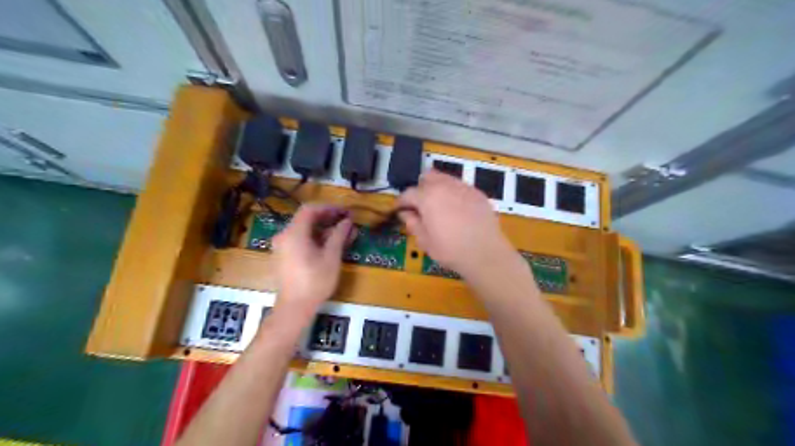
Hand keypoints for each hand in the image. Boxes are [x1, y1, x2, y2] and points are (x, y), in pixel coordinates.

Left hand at [271, 204, 351, 315]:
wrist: (294, 308)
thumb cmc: (315, 281)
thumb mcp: (331, 257)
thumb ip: (339, 235)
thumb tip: (347, 221)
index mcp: (294, 233)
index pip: (310, 209)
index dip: (329, 208)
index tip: (345, 212)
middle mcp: (284, 235)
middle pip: (306, 219)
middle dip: (328, 218)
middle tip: (347, 221)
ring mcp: (282, 247)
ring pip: (304, 230)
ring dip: (324, 229)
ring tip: (343, 234)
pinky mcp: (284, 256)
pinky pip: (300, 240)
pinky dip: (315, 238)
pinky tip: (331, 245)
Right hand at [397, 170, 514, 278]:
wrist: (485, 253)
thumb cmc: (450, 250)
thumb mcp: (425, 241)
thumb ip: (412, 223)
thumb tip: (405, 213)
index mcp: (428, 197)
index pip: (408, 193)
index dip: (401, 202)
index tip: (399, 210)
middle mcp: (445, 186)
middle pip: (427, 177)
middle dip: (420, 189)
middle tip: (420, 206)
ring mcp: (464, 187)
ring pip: (445, 179)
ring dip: (437, 188)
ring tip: (439, 206)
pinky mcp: (478, 193)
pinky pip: (460, 187)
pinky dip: (454, 194)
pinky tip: (457, 210)